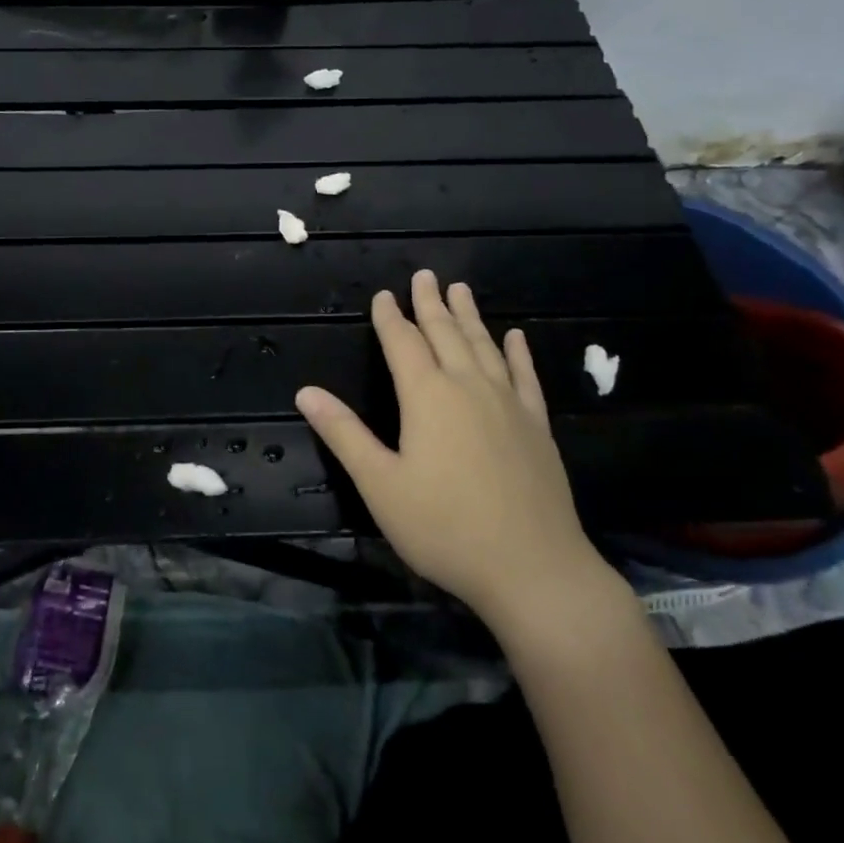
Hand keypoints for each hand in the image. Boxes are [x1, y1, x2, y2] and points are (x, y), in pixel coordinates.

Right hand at [295, 270, 625, 625]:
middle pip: (446, 334)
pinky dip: (518, 353)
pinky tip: (515, 337)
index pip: (403, 344)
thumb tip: (306, 391)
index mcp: (427, 397)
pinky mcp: (537, 427)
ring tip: (460, 290)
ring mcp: (508, 404)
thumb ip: (344, 434)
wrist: (532, 567)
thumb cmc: (444, 527)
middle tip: (425, 275)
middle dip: (431, 304)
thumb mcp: (380, 484)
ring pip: (485, 346)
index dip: (390, 318)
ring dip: (470, 316)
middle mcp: (469, 387)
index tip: (384, 295)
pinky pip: (525, 376)